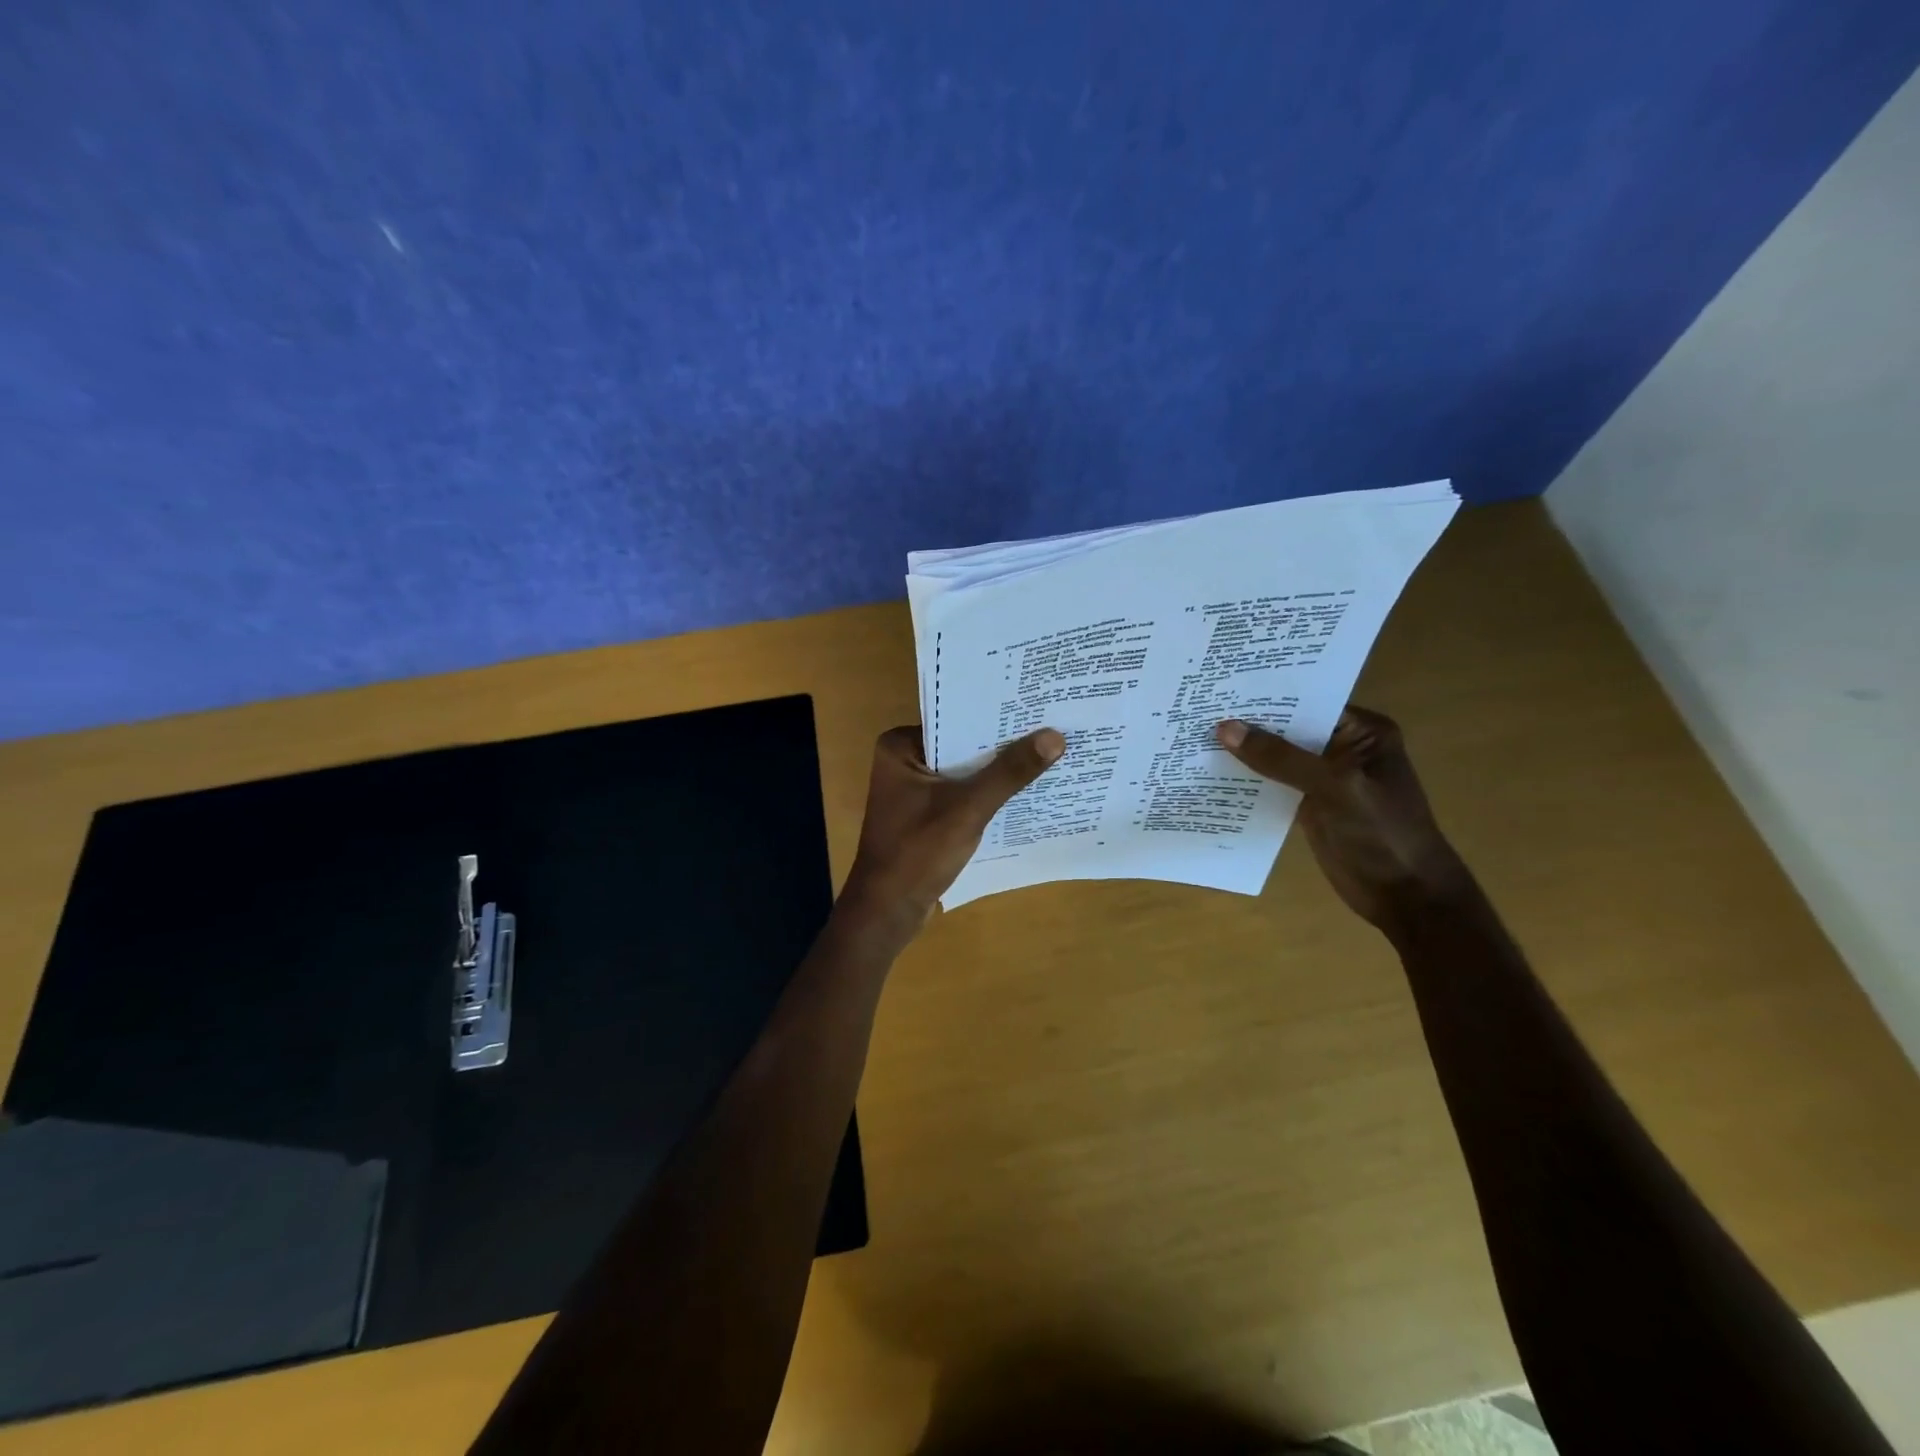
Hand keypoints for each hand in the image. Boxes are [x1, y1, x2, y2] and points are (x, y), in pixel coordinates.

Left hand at [839, 725, 1064, 935]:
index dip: (996, 714)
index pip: (955, 718)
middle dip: (1003, 743)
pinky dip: (988, 794)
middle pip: (962, 744)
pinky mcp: (925, 814)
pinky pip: (962, 793)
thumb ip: (1009, 773)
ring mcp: (914, 789)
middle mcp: (904, 760)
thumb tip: (1055, 737)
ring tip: (1050, 753)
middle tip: (1053, 727)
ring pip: (965, 771)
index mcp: (900, 746)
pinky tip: (1026, 791)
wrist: (887, 912)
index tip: (1037, 706)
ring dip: (999, 770)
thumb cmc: (917, 853)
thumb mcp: (968, 809)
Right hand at [1215, 707, 1469, 930]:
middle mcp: (1342, 748)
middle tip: (1197, 709)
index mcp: (1363, 731)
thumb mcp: (1335, 788)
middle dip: (1248, 723)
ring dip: (1243, 752)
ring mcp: (1325, 778)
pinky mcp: (1309, 805)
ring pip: (1276, 757)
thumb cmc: (1383, 834)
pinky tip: (1209, 773)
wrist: (1406, 897)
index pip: (1307, 701)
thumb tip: (1225, 728)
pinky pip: (1272, 784)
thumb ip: (1281, 758)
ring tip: (1193, 735)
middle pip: (1287, 728)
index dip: (1266, 695)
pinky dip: (1247, 781)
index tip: (1221, 688)